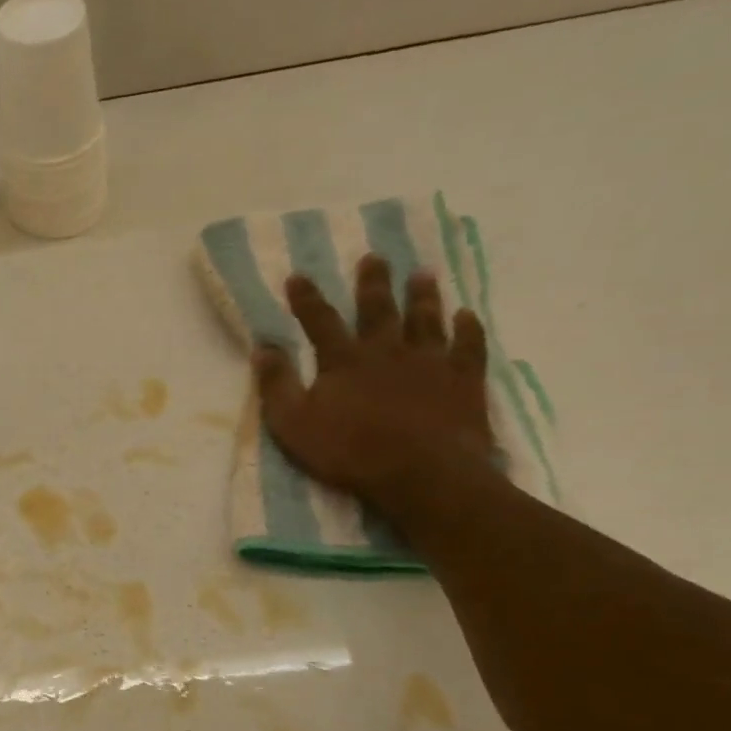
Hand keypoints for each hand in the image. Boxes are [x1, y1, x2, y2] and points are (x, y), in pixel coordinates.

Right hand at [251, 254, 493, 512]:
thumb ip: (277, 386)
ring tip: (423, 274)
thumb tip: (263, 349)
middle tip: (374, 257)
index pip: (320, 321)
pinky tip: (467, 315)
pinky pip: (467, 346)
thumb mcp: (294, 425)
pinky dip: (467, 328)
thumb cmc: (349, 452)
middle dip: (373, 283)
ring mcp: (429, 362)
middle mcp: (387, 350)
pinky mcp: (463, 379)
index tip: (298, 276)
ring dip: (423, 296)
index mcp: (343, 361)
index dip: (306, 299)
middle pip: (378, 309)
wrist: (421, 473)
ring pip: (426, 319)